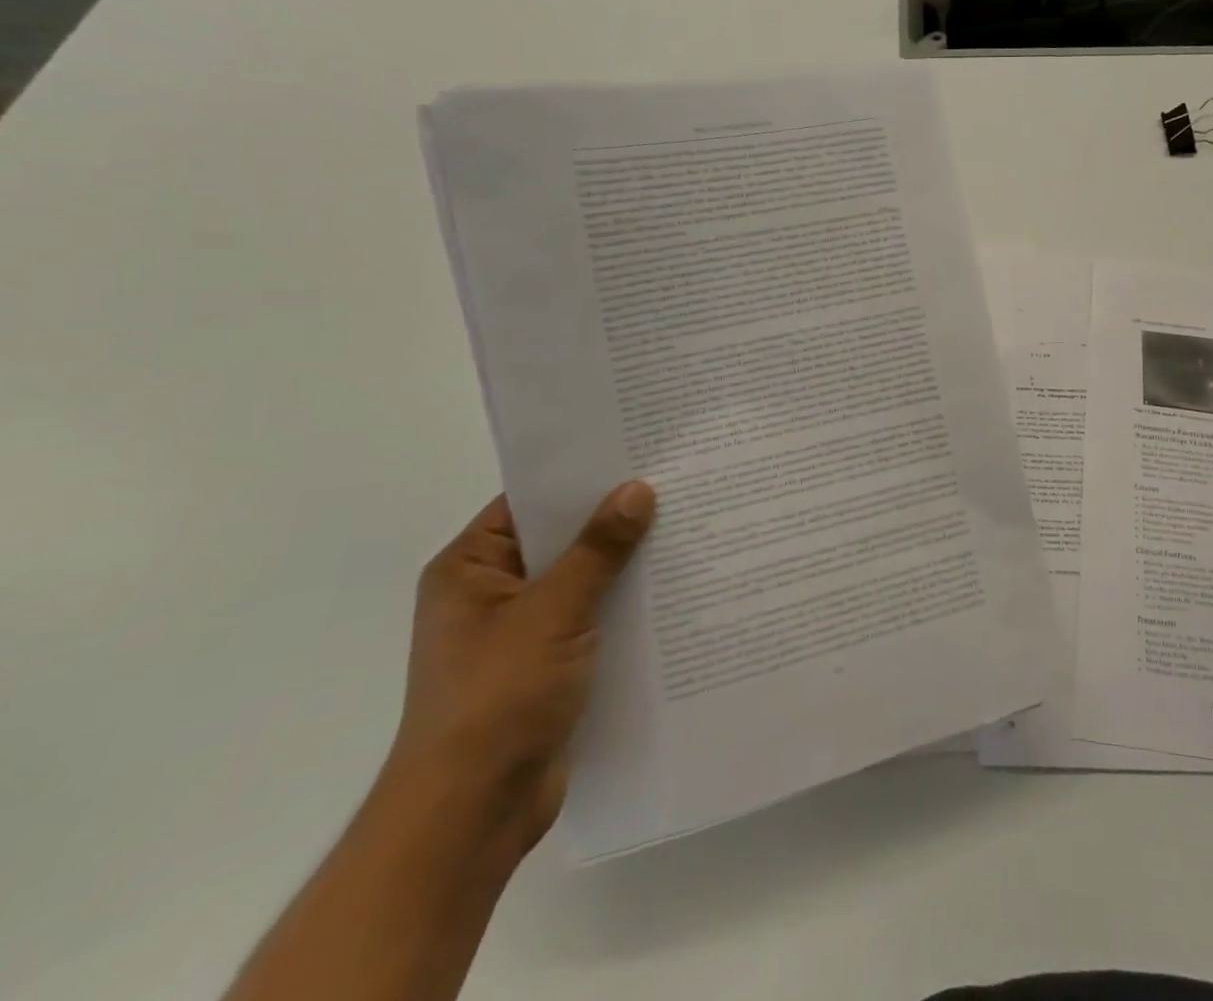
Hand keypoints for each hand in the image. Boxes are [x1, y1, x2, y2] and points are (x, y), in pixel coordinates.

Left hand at [389, 481, 654, 852]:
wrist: (472, 815)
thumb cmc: (497, 699)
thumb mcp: (552, 612)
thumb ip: (598, 549)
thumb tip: (637, 489)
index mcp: (471, 568)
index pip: (530, 502)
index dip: (581, 477)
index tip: (637, 452)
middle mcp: (492, 592)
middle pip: (561, 539)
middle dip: (614, 519)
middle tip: (676, 483)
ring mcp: (520, 631)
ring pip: (582, 578)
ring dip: (625, 563)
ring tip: (687, 526)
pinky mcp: (548, 664)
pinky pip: (593, 616)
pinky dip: (624, 603)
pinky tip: (673, 587)